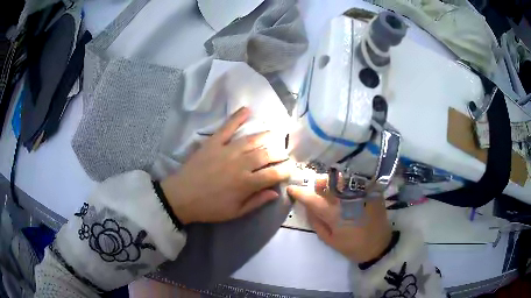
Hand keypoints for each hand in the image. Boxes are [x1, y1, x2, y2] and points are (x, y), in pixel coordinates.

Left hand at [161, 107, 294, 223]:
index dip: (285, 170)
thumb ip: (257, 201)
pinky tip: (247, 110)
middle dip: (279, 153)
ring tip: (274, 135)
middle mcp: (240, 164)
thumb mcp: (235, 212)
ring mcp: (226, 151)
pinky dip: (237, 117)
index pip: (273, 173)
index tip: (291, 168)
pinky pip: (227, 127)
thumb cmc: (210, 208)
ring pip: (251, 139)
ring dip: (266, 136)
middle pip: (266, 154)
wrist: (182, 197)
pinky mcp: (213, 143)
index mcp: (246, 183)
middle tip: (283, 153)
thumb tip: (276, 192)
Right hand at [287, 176, 391, 262]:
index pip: (312, 198)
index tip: (292, 189)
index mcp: (334, 214)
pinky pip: (355, 180)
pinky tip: (346, 187)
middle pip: (327, 181)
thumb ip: (316, 222)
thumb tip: (307, 206)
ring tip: (332, 186)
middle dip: (317, 182)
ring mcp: (360, 193)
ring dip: (332, 180)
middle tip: (316, 187)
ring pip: (341, 178)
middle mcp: (346, 199)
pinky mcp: (371, 191)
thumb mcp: (329, 240)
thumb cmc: (352, 246)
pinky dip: (347, 181)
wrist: (379, 245)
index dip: (299, 192)